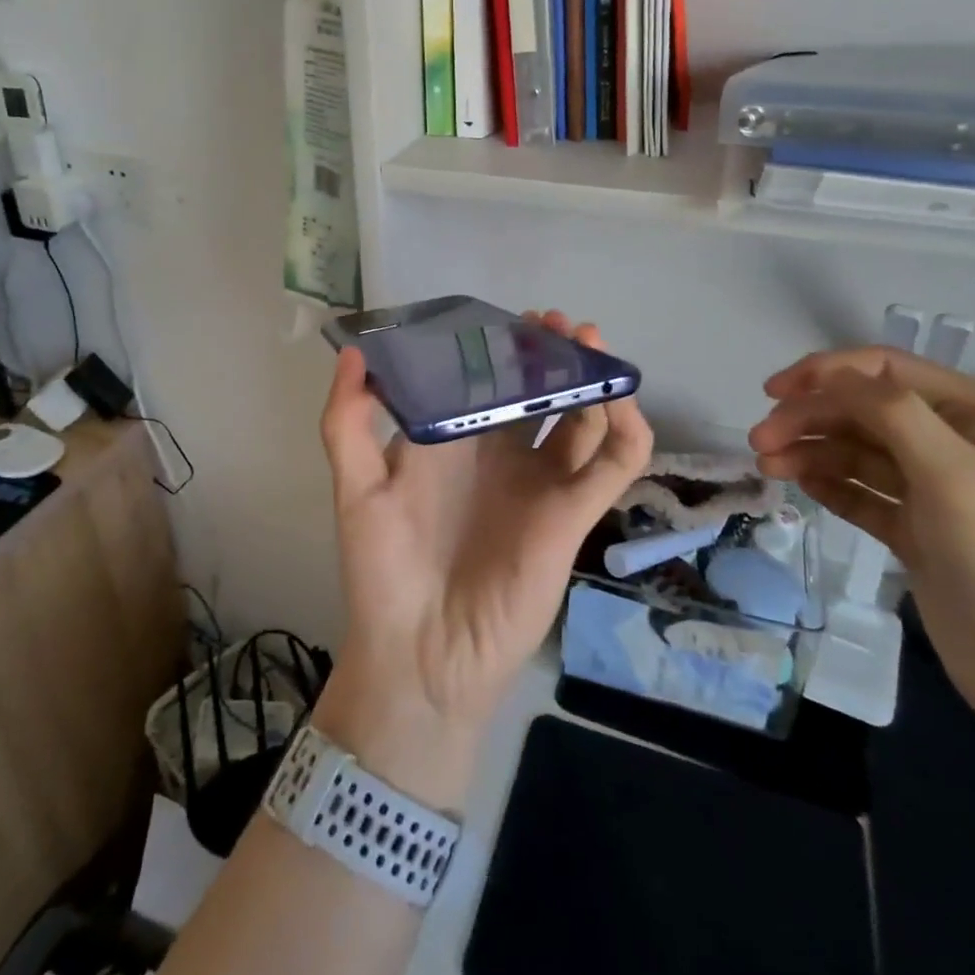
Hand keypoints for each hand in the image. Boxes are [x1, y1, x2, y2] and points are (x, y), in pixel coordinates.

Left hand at [315, 311, 652, 807]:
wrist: (421, 655)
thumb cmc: (384, 570)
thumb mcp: (356, 489)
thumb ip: (348, 423)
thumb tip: (352, 352)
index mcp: (455, 444)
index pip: (486, 382)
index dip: (500, 349)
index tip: (507, 319)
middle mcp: (502, 458)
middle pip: (538, 392)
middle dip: (550, 354)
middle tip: (556, 322)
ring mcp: (541, 484)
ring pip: (580, 418)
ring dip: (591, 378)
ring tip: (588, 342)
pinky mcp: (572, 515)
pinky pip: (612, 466)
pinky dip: (626, 429)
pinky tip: (617, 396)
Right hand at [748, 348, 974, 742]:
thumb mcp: (954, 473)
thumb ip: (890, 412)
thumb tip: (830, 375)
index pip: (886, 372)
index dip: (825, 373)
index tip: (772, 395)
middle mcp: (955, 444)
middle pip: (863, 411)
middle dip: (810, 418)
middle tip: (759, 443)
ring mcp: (935, 492)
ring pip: (856, 453)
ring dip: (810, 452)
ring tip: (768, 467)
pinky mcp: (917, 533)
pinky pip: (862, 494)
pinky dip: (829, 485)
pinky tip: (799, 486)